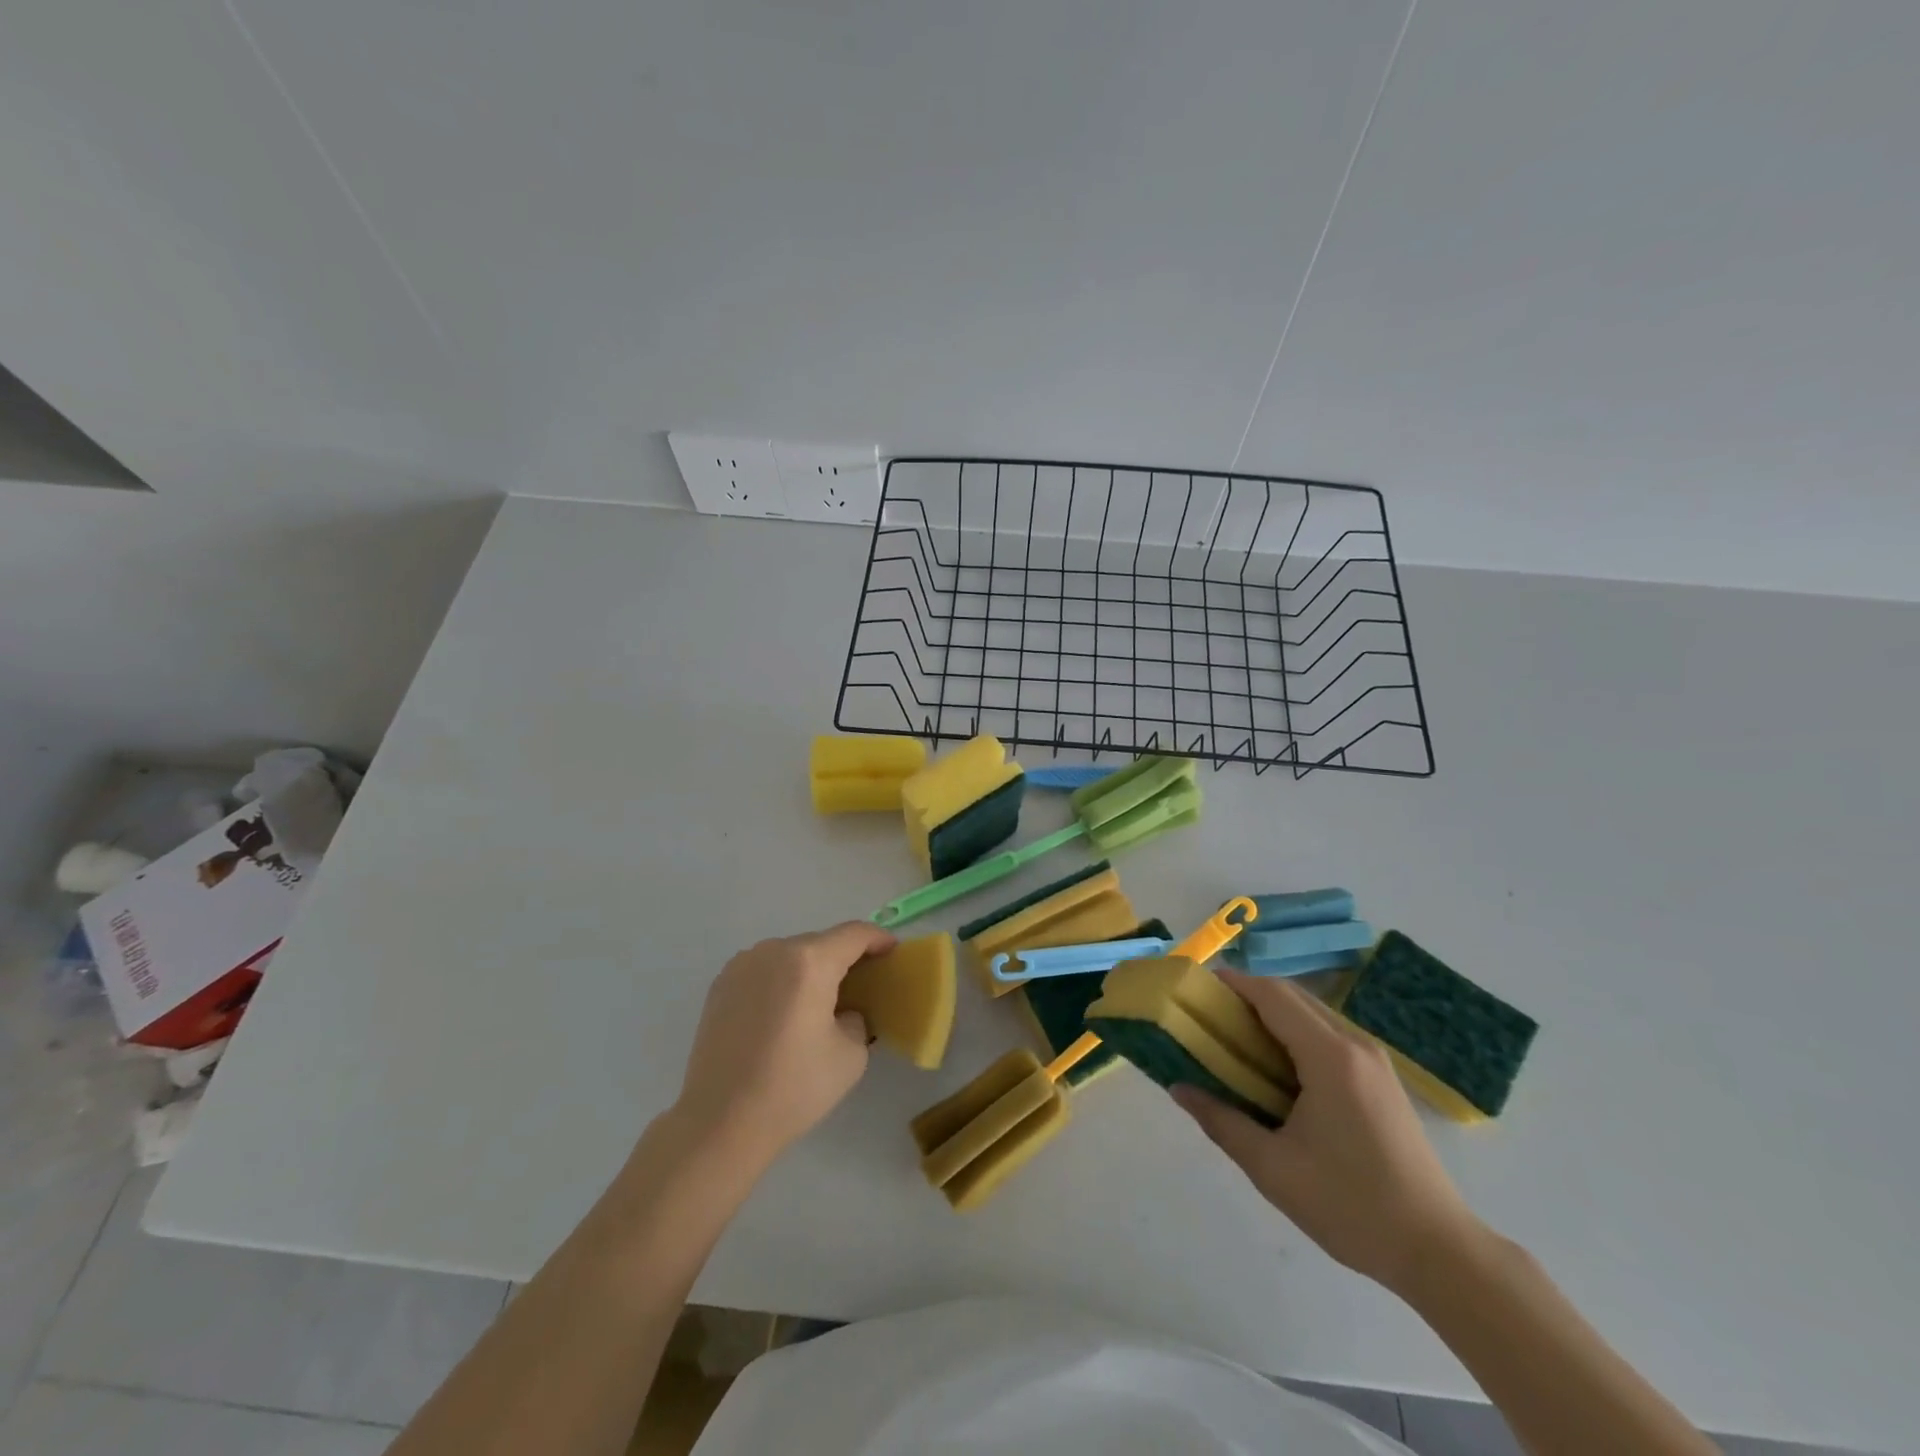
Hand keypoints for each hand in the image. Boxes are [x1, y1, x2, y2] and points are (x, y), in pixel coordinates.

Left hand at [672, 921, 894, 1168]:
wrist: (720, 1122)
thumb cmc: (793, 1088)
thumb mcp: (851, 1056)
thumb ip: (856, 1019)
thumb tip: (842, 1012)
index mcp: (810, 962)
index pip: (854, 934)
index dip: (879, 938)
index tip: (892, 951)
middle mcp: (774, 951)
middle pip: (821, 942)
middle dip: (843, 958)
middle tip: (860, 985)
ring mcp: (742, 964)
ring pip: (790, 954)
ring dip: (810, 969)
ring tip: (818, 1002)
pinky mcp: (721, 984)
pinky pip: (764, 970)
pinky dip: (781, 980)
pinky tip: (783, 1013)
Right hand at [1172, 970, 1483, 1294]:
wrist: (1439, 1251)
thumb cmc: (1350, 1206)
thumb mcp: (1272, 1169)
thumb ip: (1221, 1121)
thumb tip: (1178, 1088)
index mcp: (1329, 1056)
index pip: (1272, 995)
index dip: (1232, 983)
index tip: (1197, 989)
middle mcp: (1355, 1044)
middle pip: (1293, 995)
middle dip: (1248, 995)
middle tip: (1209, 1016)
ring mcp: (1374, 1060)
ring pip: (1313, 1013)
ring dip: (1272, 1014)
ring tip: (1235, 1040)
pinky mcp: (1382, 1079)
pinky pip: (1329, 1035)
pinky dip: (1295, 1034)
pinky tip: (1277, 1068)